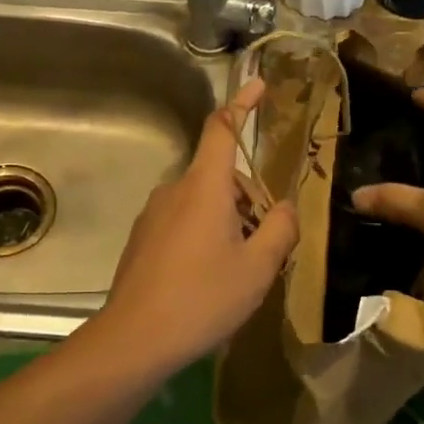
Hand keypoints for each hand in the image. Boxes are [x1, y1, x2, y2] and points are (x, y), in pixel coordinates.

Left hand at [94, 79, 297, 373]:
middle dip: (250, 198)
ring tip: (241, 270)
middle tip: (268, 244)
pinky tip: (210, 279)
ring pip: (203, 202)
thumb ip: (281, 229)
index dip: (243, 103)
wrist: (134, 339)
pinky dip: (205, 235)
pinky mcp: (142, 239)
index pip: (223, 128)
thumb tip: (288, 208)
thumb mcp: (258, 268)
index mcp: (204, 186)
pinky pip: (183, 222)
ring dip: (230, 221)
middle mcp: (174, 190)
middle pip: (221, 176)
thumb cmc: (203, 298)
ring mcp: (153, 215)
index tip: (260, 85)